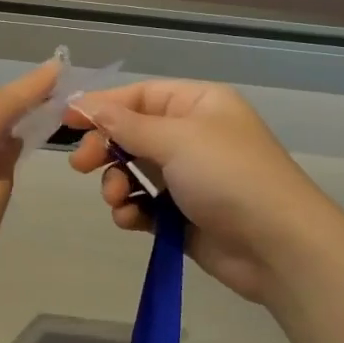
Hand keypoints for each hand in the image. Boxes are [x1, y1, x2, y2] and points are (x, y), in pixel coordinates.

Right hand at [67, 80, 340, 302]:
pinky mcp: (184, 215)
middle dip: (105, 148)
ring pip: (134, 171)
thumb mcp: (176, 140)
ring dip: (116, 182)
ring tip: (115, 198)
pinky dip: (132, 210)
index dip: (102, 106)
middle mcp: (193, 135)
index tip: (65, 121)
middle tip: (82, 166)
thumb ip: (126, 124)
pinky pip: (145, 204)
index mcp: (199, 104)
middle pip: (132, 133)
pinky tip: (130, 220)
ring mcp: (189, 177)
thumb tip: (86, 104)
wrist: (278, 246)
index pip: (140, 95)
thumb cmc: (229, 177)